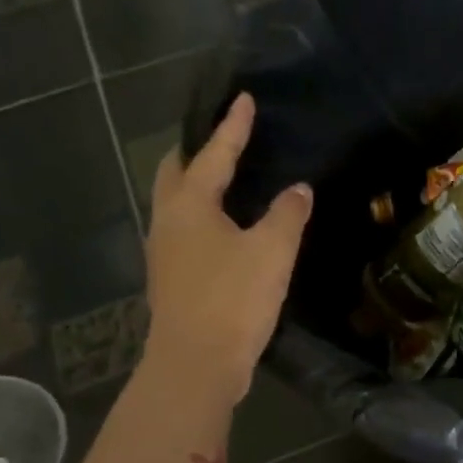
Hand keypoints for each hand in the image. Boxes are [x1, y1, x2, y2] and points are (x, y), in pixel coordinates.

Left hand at [144, 93, 311, 405]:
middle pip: (175, 173)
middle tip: (221, 139)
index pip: (214, 154)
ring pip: (175, 204)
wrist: (196, 363)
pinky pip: (184, 232)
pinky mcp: (172, 280)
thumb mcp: (272, 251)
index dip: (232, 127)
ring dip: (195, 186)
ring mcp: (164, 253)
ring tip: (224, 180)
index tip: (243, 99)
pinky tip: (224, 230)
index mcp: (189, 205)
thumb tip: (298, 189)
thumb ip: (287, 214)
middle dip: (197, 152)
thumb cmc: (233, 298)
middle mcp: (167, 222)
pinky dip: (201, 217)